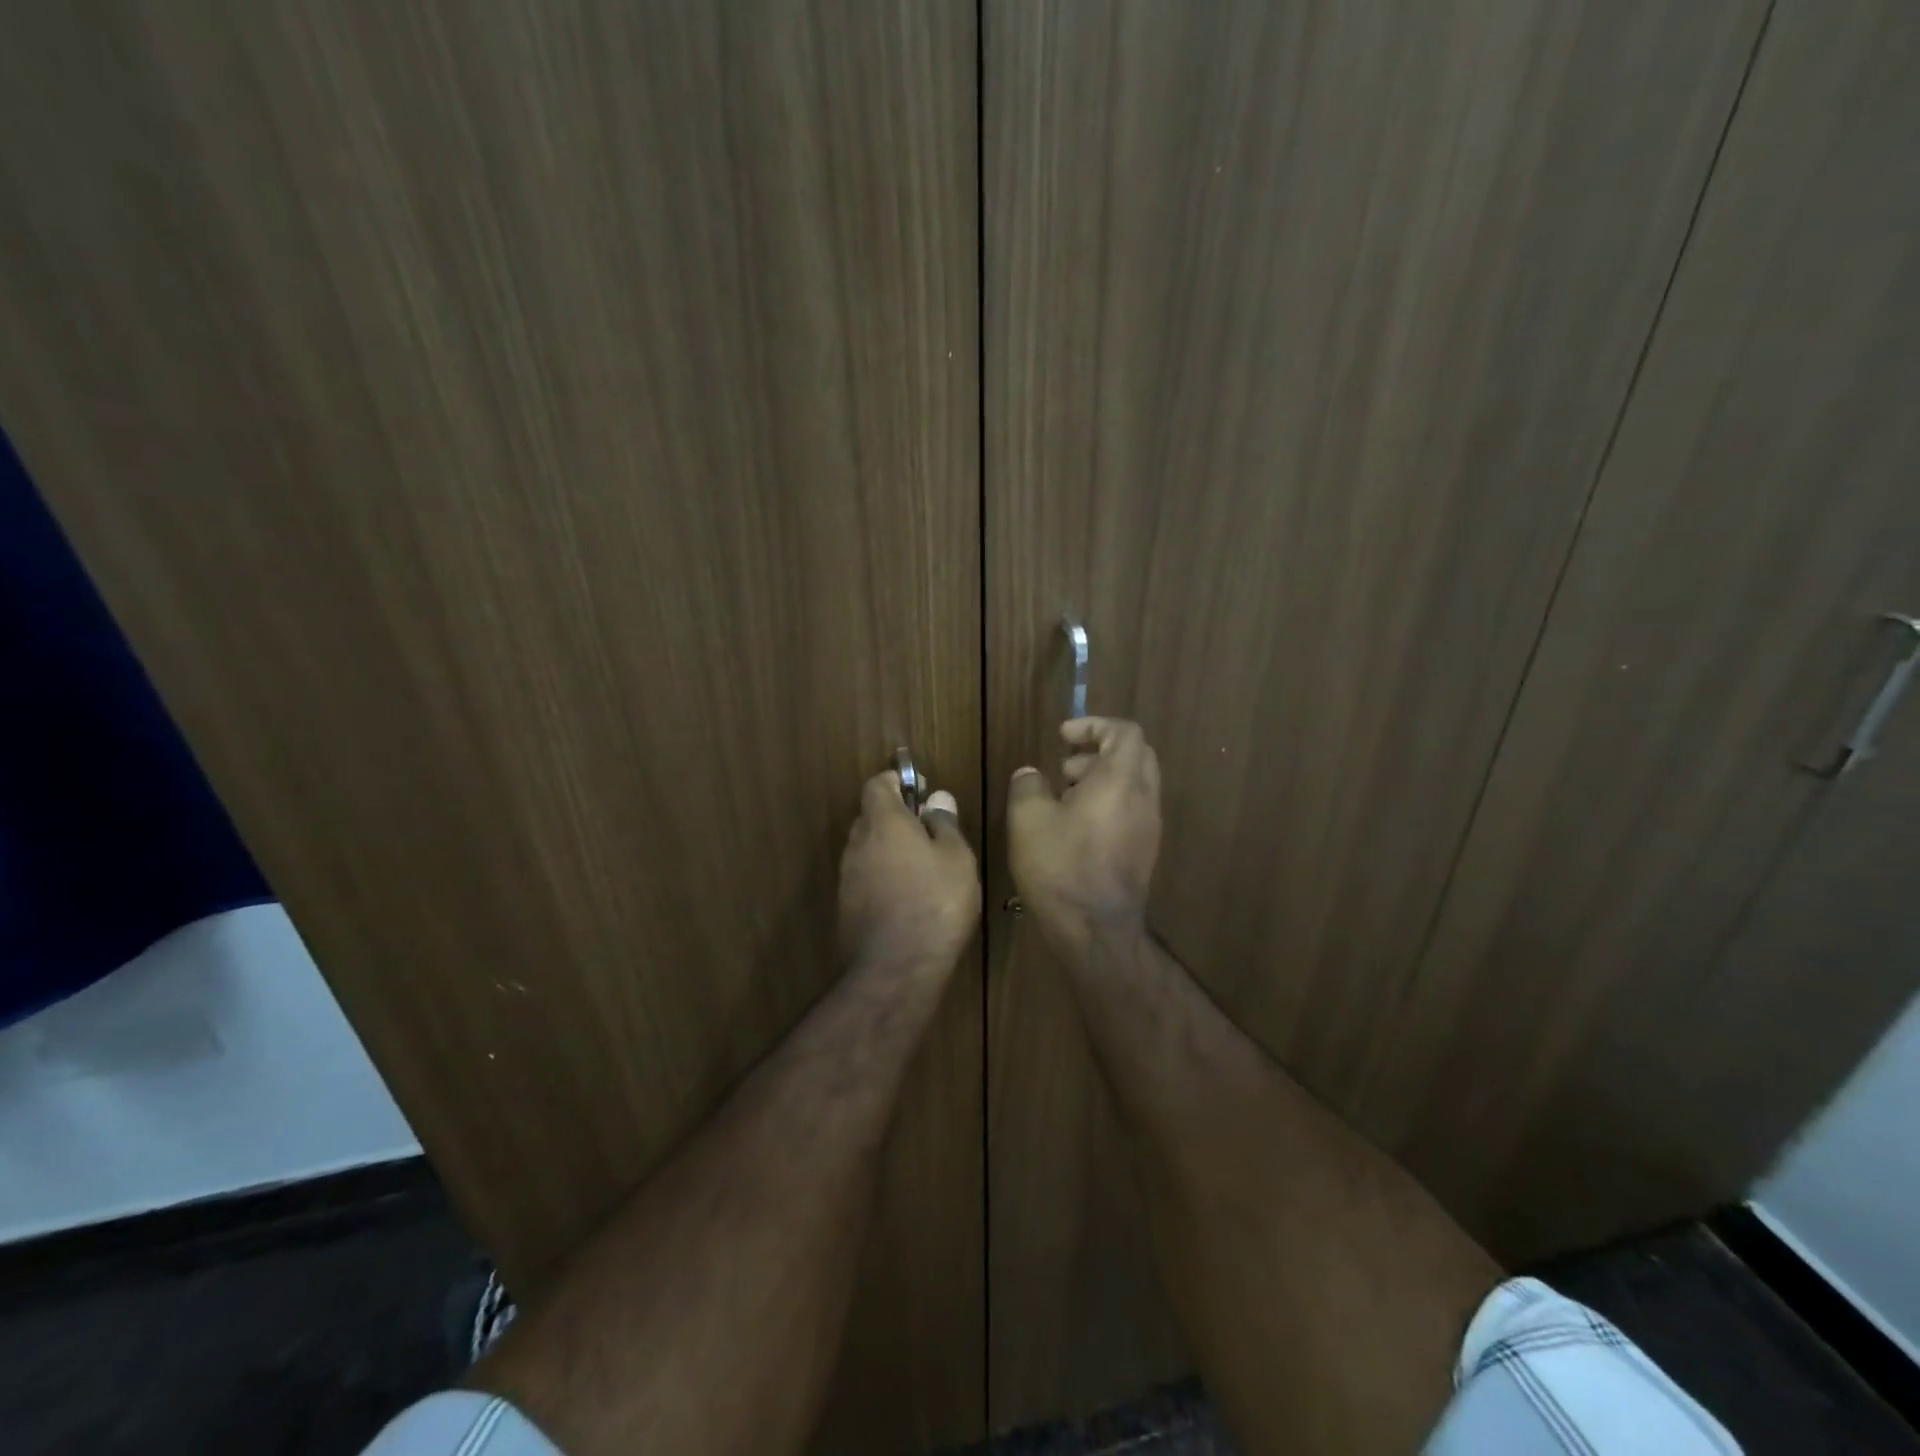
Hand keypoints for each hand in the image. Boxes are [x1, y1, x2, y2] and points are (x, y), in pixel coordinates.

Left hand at [838, 770, 981, 976]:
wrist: (895, 969)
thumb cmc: (935, 903)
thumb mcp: (957, 858)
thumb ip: (945, 824)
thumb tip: (936, 799)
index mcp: (883, 822)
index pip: (877, 784)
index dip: (898, 782)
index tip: (921, 792)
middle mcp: (858, 843)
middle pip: (871, 816)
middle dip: (897, 818)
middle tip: (930, 833)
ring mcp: (848, 877)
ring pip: (868, 849)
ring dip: (891, 850)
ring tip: (925, 870)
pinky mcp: (847, 907)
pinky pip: (866, 878)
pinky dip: (884, 878)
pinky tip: (910, 898)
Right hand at [1007, 717, 1160, 956]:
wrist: (1096, 931)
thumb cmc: (1061, 866)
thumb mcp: (1028, 819)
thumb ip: (1028, 785)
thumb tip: (1031, 775)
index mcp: (1121, 780)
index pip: (1125, 732)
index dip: (1094, 724)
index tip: (1063, 736)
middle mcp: (1144, 798)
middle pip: (1135, 754)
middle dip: (1098, 751)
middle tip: (1064, 768)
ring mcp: (1149, 827)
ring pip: (1134, 784)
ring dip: (1101, 780)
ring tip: (1062, 800)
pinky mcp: (1144, 851)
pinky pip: (1132, 810)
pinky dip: (1107, 804)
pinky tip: (1075, 829)